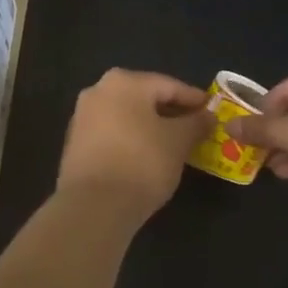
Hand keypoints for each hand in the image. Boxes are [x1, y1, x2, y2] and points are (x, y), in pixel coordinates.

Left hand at [56, 69, 211, 216]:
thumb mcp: (178, 142)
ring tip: (173, 145)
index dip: (194, 99)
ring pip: (127, 116)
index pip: (168, 85)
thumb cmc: (142, 162)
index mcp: (124, 81)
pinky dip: (131, 140)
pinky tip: (146, 157)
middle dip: (171, 112)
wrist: (94, 205)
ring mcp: (82, 117)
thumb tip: (207, 115)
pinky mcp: (75, 143)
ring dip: (150, 127)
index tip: (212, 111)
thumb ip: (195, 124)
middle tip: (195, 128)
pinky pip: (112, 133)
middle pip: (144, 98)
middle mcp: (98, 90)